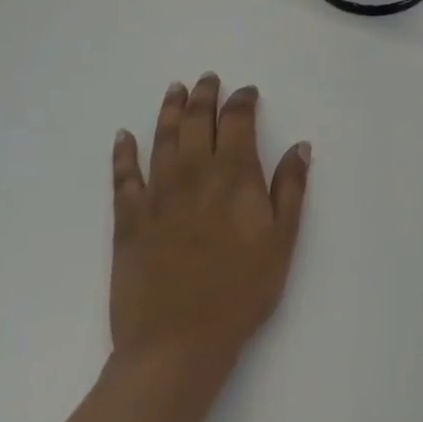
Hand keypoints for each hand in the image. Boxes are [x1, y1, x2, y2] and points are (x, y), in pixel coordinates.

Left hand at [109, 75, 309, 388]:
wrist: (177, 343)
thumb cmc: (241, 292)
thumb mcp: (282, 241)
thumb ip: (291, 189)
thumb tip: (300, 146)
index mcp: (234, 176)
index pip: (238, 122)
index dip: (242, 101)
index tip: (247, 92)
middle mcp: (194, 174)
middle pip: (198, 122)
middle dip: (205, 96)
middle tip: (207, 78)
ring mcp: (157, 195)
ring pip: (163, 139)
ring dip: (170, 111)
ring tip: (175, 90)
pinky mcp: (128, 220)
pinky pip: (123, 177)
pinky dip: (122, 154)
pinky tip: (122, 136)